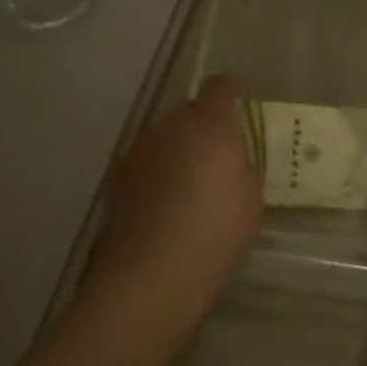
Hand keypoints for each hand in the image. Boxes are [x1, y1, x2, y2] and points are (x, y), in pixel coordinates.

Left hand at [88, 76, 261, 304]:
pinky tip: (163, 208)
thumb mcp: (251, 199)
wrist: (149, 278)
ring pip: (163, 139)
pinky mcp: (115, 181)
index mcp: (209, 125)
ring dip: (176, 151)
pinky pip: (144, 165)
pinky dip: (155, 176)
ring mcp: (137, 152)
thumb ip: (243, 166)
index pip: (220, 87)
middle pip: (188, 112)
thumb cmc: (215, 234)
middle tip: (218, 158)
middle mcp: (169, 127)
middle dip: (203, 127)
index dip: (230, 92)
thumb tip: (231, 157)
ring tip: (188, 187)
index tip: (238, 104)